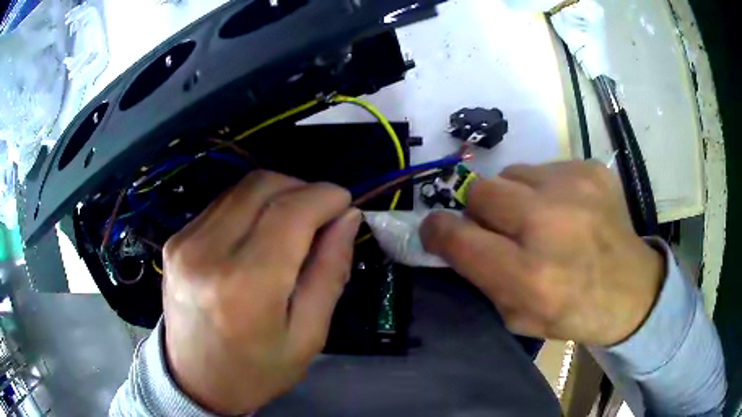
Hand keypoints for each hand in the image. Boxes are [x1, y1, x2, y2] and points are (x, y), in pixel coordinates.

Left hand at [162, 171, 360, 414]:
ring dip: (277, 194)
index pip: (291, 211)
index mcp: (246, 285)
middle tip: (321, 215)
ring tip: (294, 224)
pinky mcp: (175, 240)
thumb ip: (330, 272)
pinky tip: (260, 232)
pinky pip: (222, 204)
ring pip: (242, 188)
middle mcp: (208, 252)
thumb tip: (348, 219)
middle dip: (302, 188)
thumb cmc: (257, 370)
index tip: (345, 204)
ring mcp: (185, 242)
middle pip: (264, 186)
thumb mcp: (308, 335)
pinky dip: (251, 206)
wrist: (195, 381)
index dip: (325, 196)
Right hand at [420, 161, 663, 345]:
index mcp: (529, 275)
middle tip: (502, 229)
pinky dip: (545, 189)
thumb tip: (453, 239)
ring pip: (511, 173)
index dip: (437, 231)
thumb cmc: (573, 312)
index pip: (458, 237)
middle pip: (480, 191)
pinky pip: (545, 168)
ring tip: (540, 218)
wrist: (632, 290)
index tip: (437, 231)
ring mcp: (574, 189)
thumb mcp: (518, 317)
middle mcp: (549, 224)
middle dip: (480, 211)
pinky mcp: (591, 169)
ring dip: (514, 197)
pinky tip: (567, 209)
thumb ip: (481, 278)